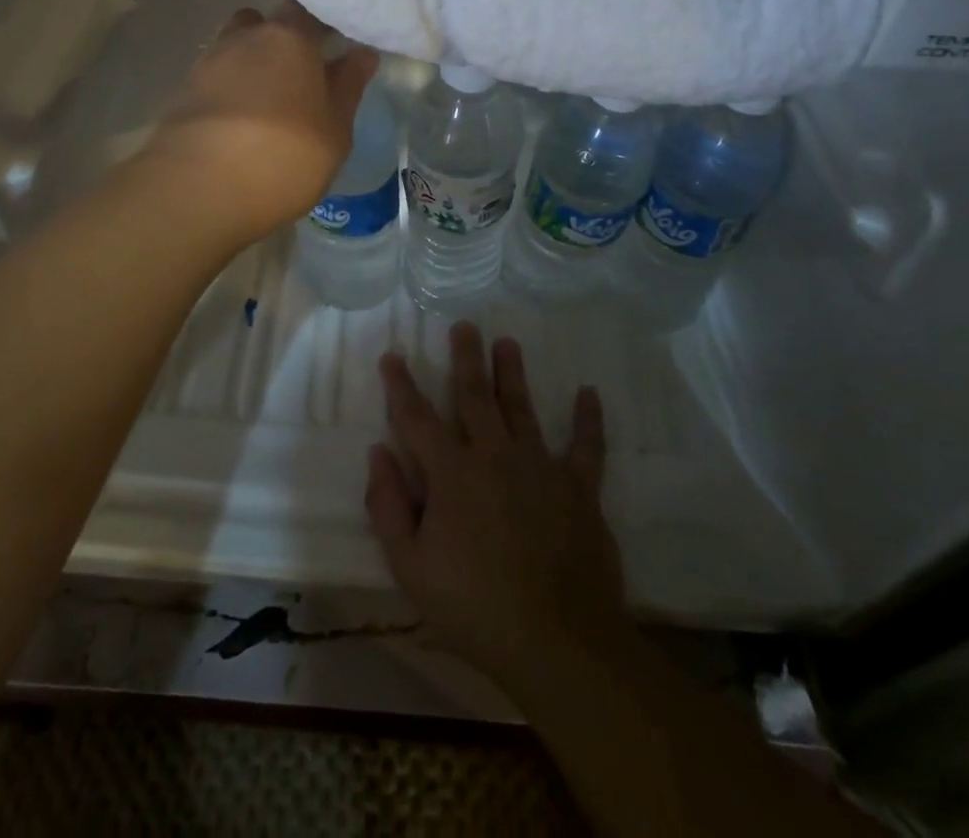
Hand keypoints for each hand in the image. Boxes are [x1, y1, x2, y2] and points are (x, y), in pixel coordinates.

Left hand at [141, 1, 377, 247]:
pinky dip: (226, 92)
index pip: (307, 10)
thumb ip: (348, 87)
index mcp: (289, 37)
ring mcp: (207, 63)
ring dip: (249, 65)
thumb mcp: (335, 130)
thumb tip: (361, 54)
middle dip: (280, 41)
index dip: (321, 24)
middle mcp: (244, 38)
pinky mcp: (181, 93)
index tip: (335, 45)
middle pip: (264, 24)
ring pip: (234, 49)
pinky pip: (213, 80)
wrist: (198, 190)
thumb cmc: (284, 156)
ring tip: (266, 103)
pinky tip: (237, 123)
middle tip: (299, 76)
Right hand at [366, 324, 629, 702]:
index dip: (401, 385)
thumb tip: (378, 453)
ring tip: (508, 342)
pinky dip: (588, 419)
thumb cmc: (473, 607)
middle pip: (475, 396)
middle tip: (465, 325)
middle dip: (466, 358)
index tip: (392, 356)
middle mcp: (493, 455)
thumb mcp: (410, 567)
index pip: (416, 417)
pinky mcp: (579, 488)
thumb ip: (388, 506)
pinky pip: (586, 446)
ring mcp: (540, 467)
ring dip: (512, 374)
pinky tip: (590, 393)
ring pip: (522, 408)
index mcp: (451, 472)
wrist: (557, 643)